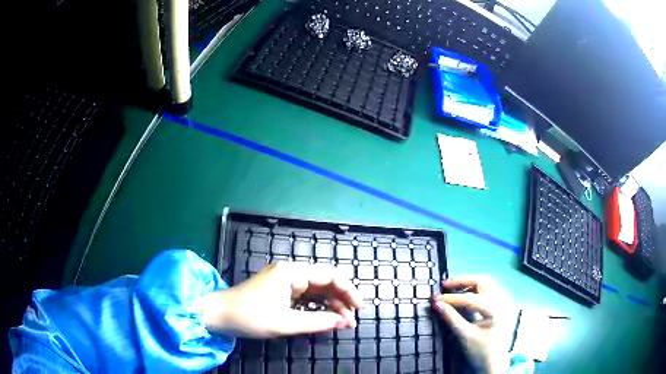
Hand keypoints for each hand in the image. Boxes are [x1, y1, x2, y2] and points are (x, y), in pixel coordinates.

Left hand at [202, 262, 361, 337]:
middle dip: (341, 300)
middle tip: (352, 320)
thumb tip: (343, 322)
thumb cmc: (250, 316)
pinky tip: (327, 318)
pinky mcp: (280, 292)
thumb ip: (318, 321)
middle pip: (325, 282)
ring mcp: (285, 282)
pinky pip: (306, 297)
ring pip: (317, 290)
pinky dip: (318, 307)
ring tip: (343, 323)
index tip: (359, 307)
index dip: (348, 290)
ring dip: (331, 305)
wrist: (219, 315)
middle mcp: (290, 272)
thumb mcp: (286, 322)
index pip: (329, 275)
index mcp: (291, 272)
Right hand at [432, 277, 510, 373]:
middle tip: (445, 285)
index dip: (451, 298)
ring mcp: (504, 301)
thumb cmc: (481, 352)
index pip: (471, 299)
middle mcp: (503, 301)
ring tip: (452, 288)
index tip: (435, 298)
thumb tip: (437, 304)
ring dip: (468, 283)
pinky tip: (465, 293)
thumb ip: (451, 318)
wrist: (494, 364)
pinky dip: (475, 289)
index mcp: (496, 310)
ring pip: (486, 283)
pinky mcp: (501, 304)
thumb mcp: (465, 336)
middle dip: (462, 282)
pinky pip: (489, 289)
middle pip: (482, 282)